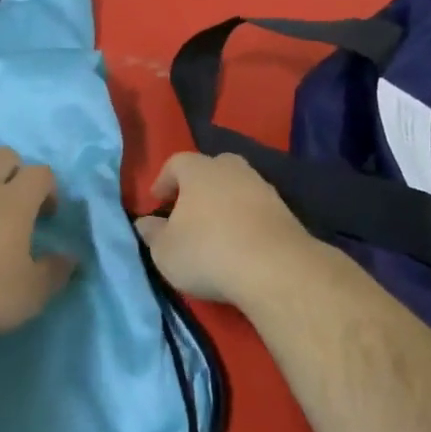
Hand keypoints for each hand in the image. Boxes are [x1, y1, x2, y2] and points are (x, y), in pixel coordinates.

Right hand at [135, 152, 318, 306]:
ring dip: (225, 204)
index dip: (164, 180)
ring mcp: (263, 188)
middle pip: (212, 168)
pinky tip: (241, 244)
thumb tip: (145, 223)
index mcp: (199, 171)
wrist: (275, 269)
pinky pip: (257, 209)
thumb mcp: (165, 251)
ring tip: (216, 231)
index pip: (176, 162)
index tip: (157, 201)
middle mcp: (232, 170)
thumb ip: (152, 234)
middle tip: (188, 210)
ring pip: (238, 187)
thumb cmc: (207, 252)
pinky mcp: (285, 212)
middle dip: (199, 185)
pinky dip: (247, 220)